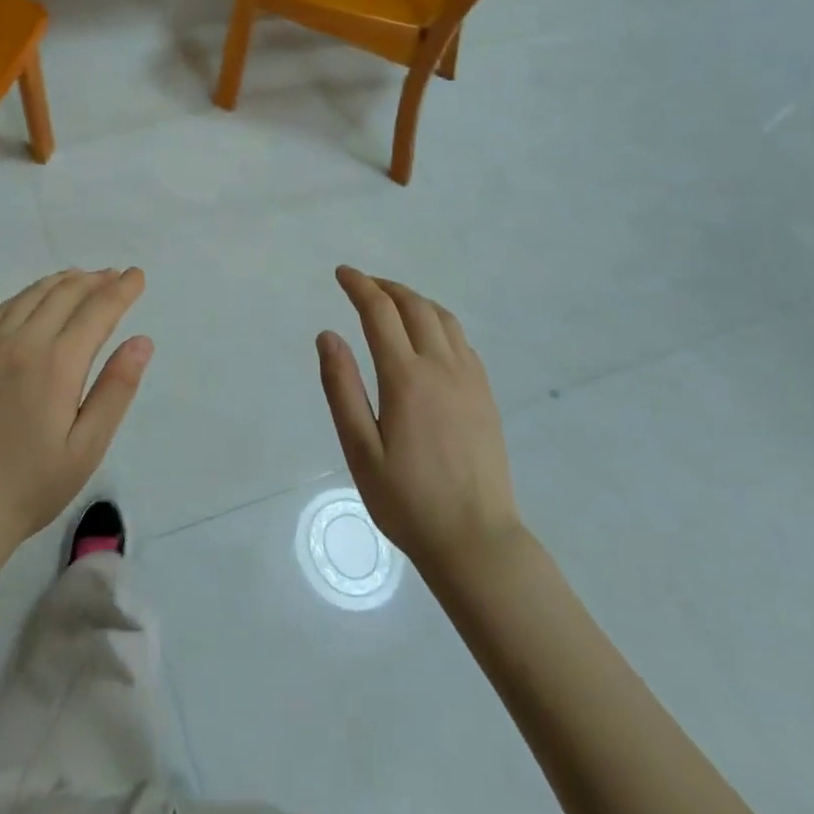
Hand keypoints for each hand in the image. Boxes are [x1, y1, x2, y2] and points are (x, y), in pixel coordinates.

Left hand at [0, 268, 152, 553]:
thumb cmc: (31, 485)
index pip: (97, 310)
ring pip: (31, 296)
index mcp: (57, 363)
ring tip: (82, 278)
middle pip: (64, 294)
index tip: (137, 276)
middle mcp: (22, 343)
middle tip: (115, 276)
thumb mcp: (87, 447)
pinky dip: (26, 295)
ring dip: (62, 282)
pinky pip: (1, 310)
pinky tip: (33, 299)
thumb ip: (116, 389)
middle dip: (95, 280)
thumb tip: (142, 341)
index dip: (121, 289)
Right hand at [317, 266, 520, 578]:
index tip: (342, 273)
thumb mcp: (360, 450)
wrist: (476, 540)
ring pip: (443, 318)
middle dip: (385, 287)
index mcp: (406, 378)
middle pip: (414, 306)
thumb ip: (341, 388)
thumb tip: (327, 335)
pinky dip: (438, 322)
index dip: (359, 286)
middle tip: (362, 284)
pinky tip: (427, 336)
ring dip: (414, 300)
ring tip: (391, 302)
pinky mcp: (485, 395)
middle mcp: (442, 367)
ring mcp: (470, 379)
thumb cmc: (407, 501)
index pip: (380, 312)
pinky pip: (461, 340)